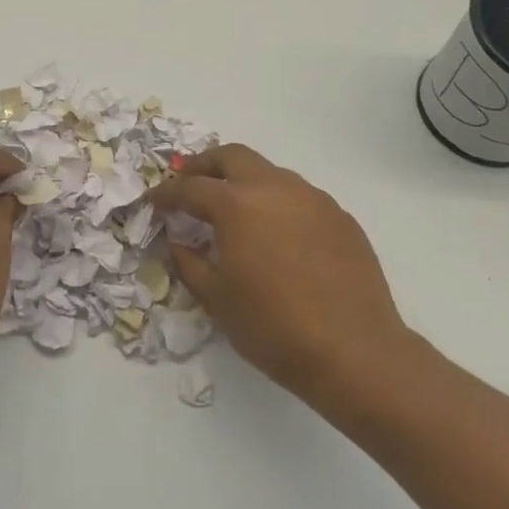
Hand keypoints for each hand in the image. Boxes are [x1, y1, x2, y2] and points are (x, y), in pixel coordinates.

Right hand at [150, 144, 419, 408]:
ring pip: (269, 172)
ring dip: (244, 182)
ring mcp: (313, 199)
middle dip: (205, 165)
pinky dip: (277, 203)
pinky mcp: (340, 217)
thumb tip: (178, 242)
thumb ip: (189, 262)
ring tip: (234, 210)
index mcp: (237, 204)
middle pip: (232, 156)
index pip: (190, 187)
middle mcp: (275, 188)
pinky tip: (276, 234)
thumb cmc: (273, 327)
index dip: (166, 194)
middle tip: (190, 184)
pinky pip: (299, 197)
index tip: (153, 202)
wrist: (355, 352)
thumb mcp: (217, 299)